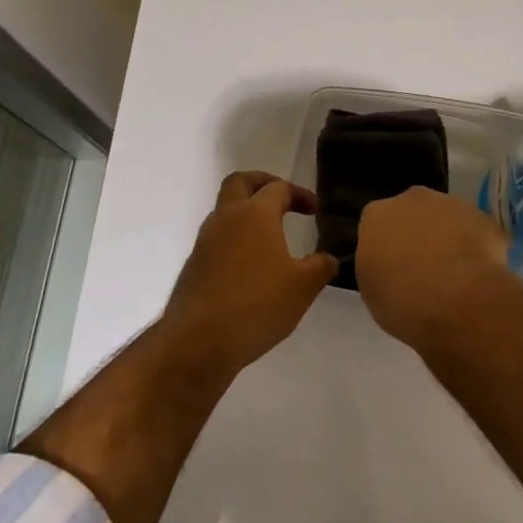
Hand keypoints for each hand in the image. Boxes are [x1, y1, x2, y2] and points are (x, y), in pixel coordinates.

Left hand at [161, 171, 336, 373]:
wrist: (198, 341)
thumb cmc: (256, 305)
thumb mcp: (302, 288)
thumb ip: (320, 267)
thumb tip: (328, 258)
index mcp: (255, 214)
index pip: (279, 188)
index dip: (300, 194)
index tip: (315, 210)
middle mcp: (227, 217)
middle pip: (240, 182)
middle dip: (262, 183)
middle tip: (281, 197)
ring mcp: (206, 240)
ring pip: (224, 210)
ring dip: (245, 212)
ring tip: (268, 235)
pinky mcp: (194, 264)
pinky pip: (217, 238)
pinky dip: (234, 239)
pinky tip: (249, 265)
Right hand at [355, 186, 512, 349]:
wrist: (458, 301)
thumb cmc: (403, 302)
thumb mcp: (373, 294)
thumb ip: (378, 269)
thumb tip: (389, 268)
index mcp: (376, 215)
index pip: (376, 226)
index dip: (385, 248)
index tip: (393, 271)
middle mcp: (410, 199)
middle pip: (411, 214)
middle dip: (416, 235)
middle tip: (423, 271)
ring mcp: (450, 203)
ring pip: (445, 219)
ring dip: (447, 238)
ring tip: (455, 276)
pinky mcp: (483, 217)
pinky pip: (476, 232)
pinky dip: (477, 248)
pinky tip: (478, 276)